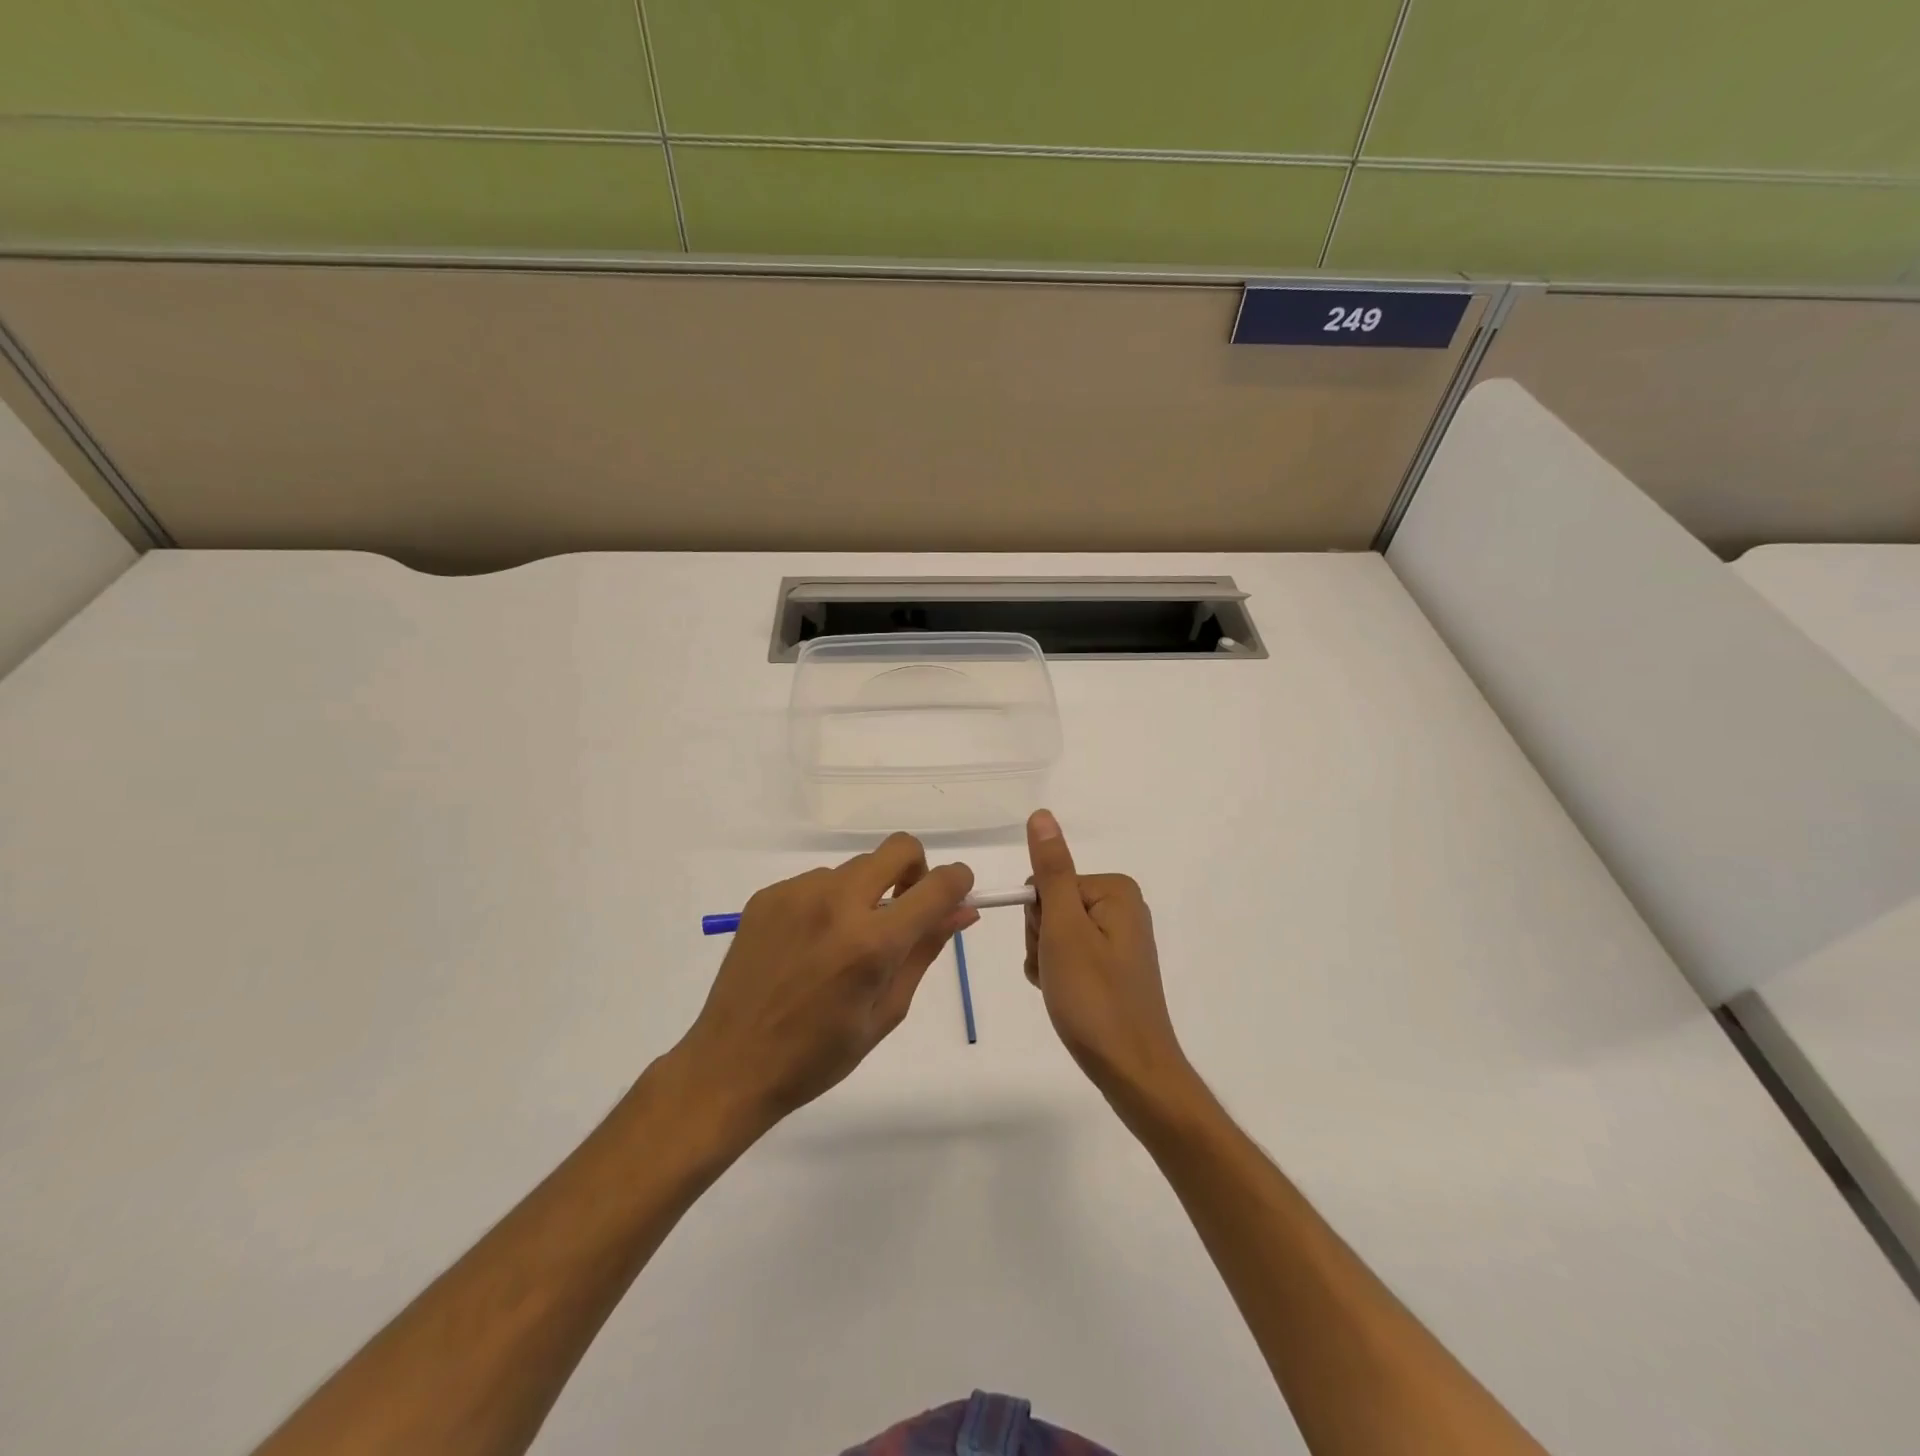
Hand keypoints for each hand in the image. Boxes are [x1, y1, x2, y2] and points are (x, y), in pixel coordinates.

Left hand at [673, 834, 976, 1134]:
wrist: (731, 1065)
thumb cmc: (818, 1055)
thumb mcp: (886, 1012)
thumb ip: (925, 951)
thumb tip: (963, 911)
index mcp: (872, 942)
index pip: (937, 885)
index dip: (958, 882)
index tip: (956, 895)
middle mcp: (837, 903)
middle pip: (899, 849)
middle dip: (914, 871)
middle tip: (902, 910)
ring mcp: (797, 893)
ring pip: (855, 868)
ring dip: (866, 892)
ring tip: (842, 943)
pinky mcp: (768, 895)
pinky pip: (817, 881)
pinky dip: (828, 902)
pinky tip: (809, 944)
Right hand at [1024, 810, 1191, 1106]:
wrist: (1133, 1071)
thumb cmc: (1094, 999)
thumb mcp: (1064, 930)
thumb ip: (1051, 871)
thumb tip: (1042, 815)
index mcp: (1114, 890)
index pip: (1046, 884)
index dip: (1038, 920)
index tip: (1052, 951)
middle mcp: (1121, 907)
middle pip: (1051, 907)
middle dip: (1042, 941)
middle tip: (1059, 974)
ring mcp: (1120, 939)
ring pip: (1055, 934)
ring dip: (1047, 961)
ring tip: (1063, 991)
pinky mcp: (1115, 967)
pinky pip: (1070, 956)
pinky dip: (1059, 975)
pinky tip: (1067, 998)